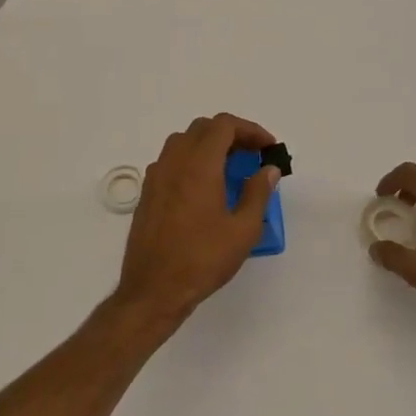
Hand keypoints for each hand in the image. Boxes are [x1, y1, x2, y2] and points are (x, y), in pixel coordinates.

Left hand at [111, 113, 280, 332]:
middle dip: (231, 134)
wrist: (153, 290)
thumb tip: (268, 170)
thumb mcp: (243, 230)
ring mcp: (156, 177)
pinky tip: (205, 188)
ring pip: (183, 142)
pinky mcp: (148, 193)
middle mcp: (173, 162)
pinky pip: (171, 161)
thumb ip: (258, 193)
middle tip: (252, 156)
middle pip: (203, 129)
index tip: (267, 148)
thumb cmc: (202, 259)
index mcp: (198, 165)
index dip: (250, 130)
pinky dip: (191, 160)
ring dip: (209, 145)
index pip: (224, 125)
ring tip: (230, 169)